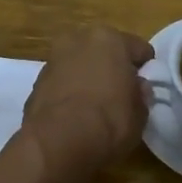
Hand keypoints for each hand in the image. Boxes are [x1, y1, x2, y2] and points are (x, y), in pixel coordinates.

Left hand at [22, 27, 154, 176]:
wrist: (57, 143)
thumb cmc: (109, 121)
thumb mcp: (140, 114)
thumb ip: (140, 95)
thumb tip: (138, 88)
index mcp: (109, 39)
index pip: (138, 49)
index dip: (145, 68)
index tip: (146, 87)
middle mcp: (78, 40)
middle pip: (104, 51)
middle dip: (112, 68)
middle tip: (120, 93)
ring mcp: (53, 60)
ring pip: (79, 64)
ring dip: (87, 78)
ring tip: (96, 106)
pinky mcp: (36, 82)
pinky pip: (62, 83)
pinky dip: (69, 92)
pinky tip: (75, 114)